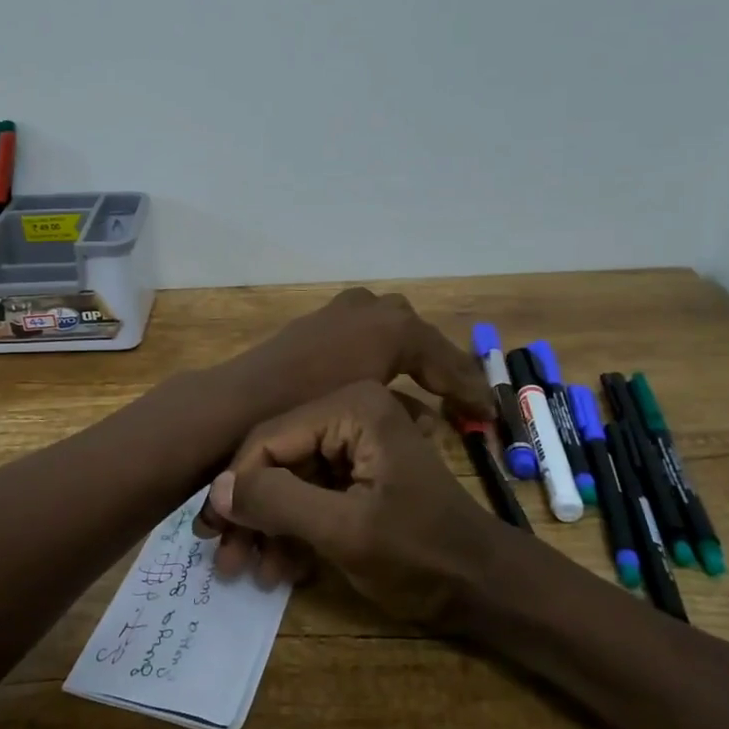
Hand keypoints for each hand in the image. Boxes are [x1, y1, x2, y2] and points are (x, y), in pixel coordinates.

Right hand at [194, 380, 507, 624]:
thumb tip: (216, 490)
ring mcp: (355, 442)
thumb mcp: (345, 530)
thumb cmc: (421, 554)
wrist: (484, 587)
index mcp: (353, 406)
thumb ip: (278, 502)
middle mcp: (350, 411)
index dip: (236, 485)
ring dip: (268, 527)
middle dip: (251, 512)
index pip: (270, 437)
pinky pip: (310, 493)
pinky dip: (294, 530)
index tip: (211, 533)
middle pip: (277, 458)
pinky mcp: (358, 471)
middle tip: (224, 561)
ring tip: (250, 573)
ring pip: (289, 479)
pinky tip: (283, 568)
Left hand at [220, 287, 492, 426]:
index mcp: (394, 326)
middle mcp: (372, 307)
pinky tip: (379, 379)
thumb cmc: (311, 409)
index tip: (487, 413)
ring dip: (411, 358)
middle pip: (421, 338)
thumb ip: (408, 412)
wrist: (241, 402)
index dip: (469, 388)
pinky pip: (365, 333)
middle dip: (441, 367)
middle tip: (460, 397)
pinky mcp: (319, 320)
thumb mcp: (369, 411)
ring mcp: (342, 309)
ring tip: (427, 389)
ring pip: (392, 331)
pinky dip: (380, 353)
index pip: (446, 358)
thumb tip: (432, 421)